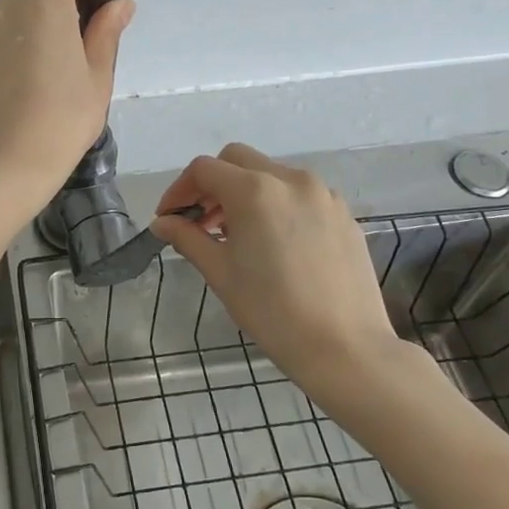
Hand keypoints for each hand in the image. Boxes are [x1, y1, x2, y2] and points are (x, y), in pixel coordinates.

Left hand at [0, 0, 133, 218]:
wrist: (2, 168)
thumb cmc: (62, 121)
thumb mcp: (97, 79)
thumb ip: (105, 32)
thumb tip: (120, 2)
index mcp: (43, 6)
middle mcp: (3, 10)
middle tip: (63, 30)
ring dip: (18, 20)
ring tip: (34, 66)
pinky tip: (9, 89)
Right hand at [150, 143, 446, 415]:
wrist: (345, 348)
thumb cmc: (272, 311)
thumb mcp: (220, 272)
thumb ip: (187, 238)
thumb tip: (162, 223)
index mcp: (255, 190)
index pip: (203, 169)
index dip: (178, 190)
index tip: (169, 218)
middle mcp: (290, 179)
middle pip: (237, 160)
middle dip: (211, 184)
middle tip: (199, 221)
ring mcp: (323, 194)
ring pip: (270, 174)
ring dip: (244, 192)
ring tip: (235, 234)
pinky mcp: (343, 213)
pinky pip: (299, 194)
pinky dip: (276, 204)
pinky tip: (273, 242)